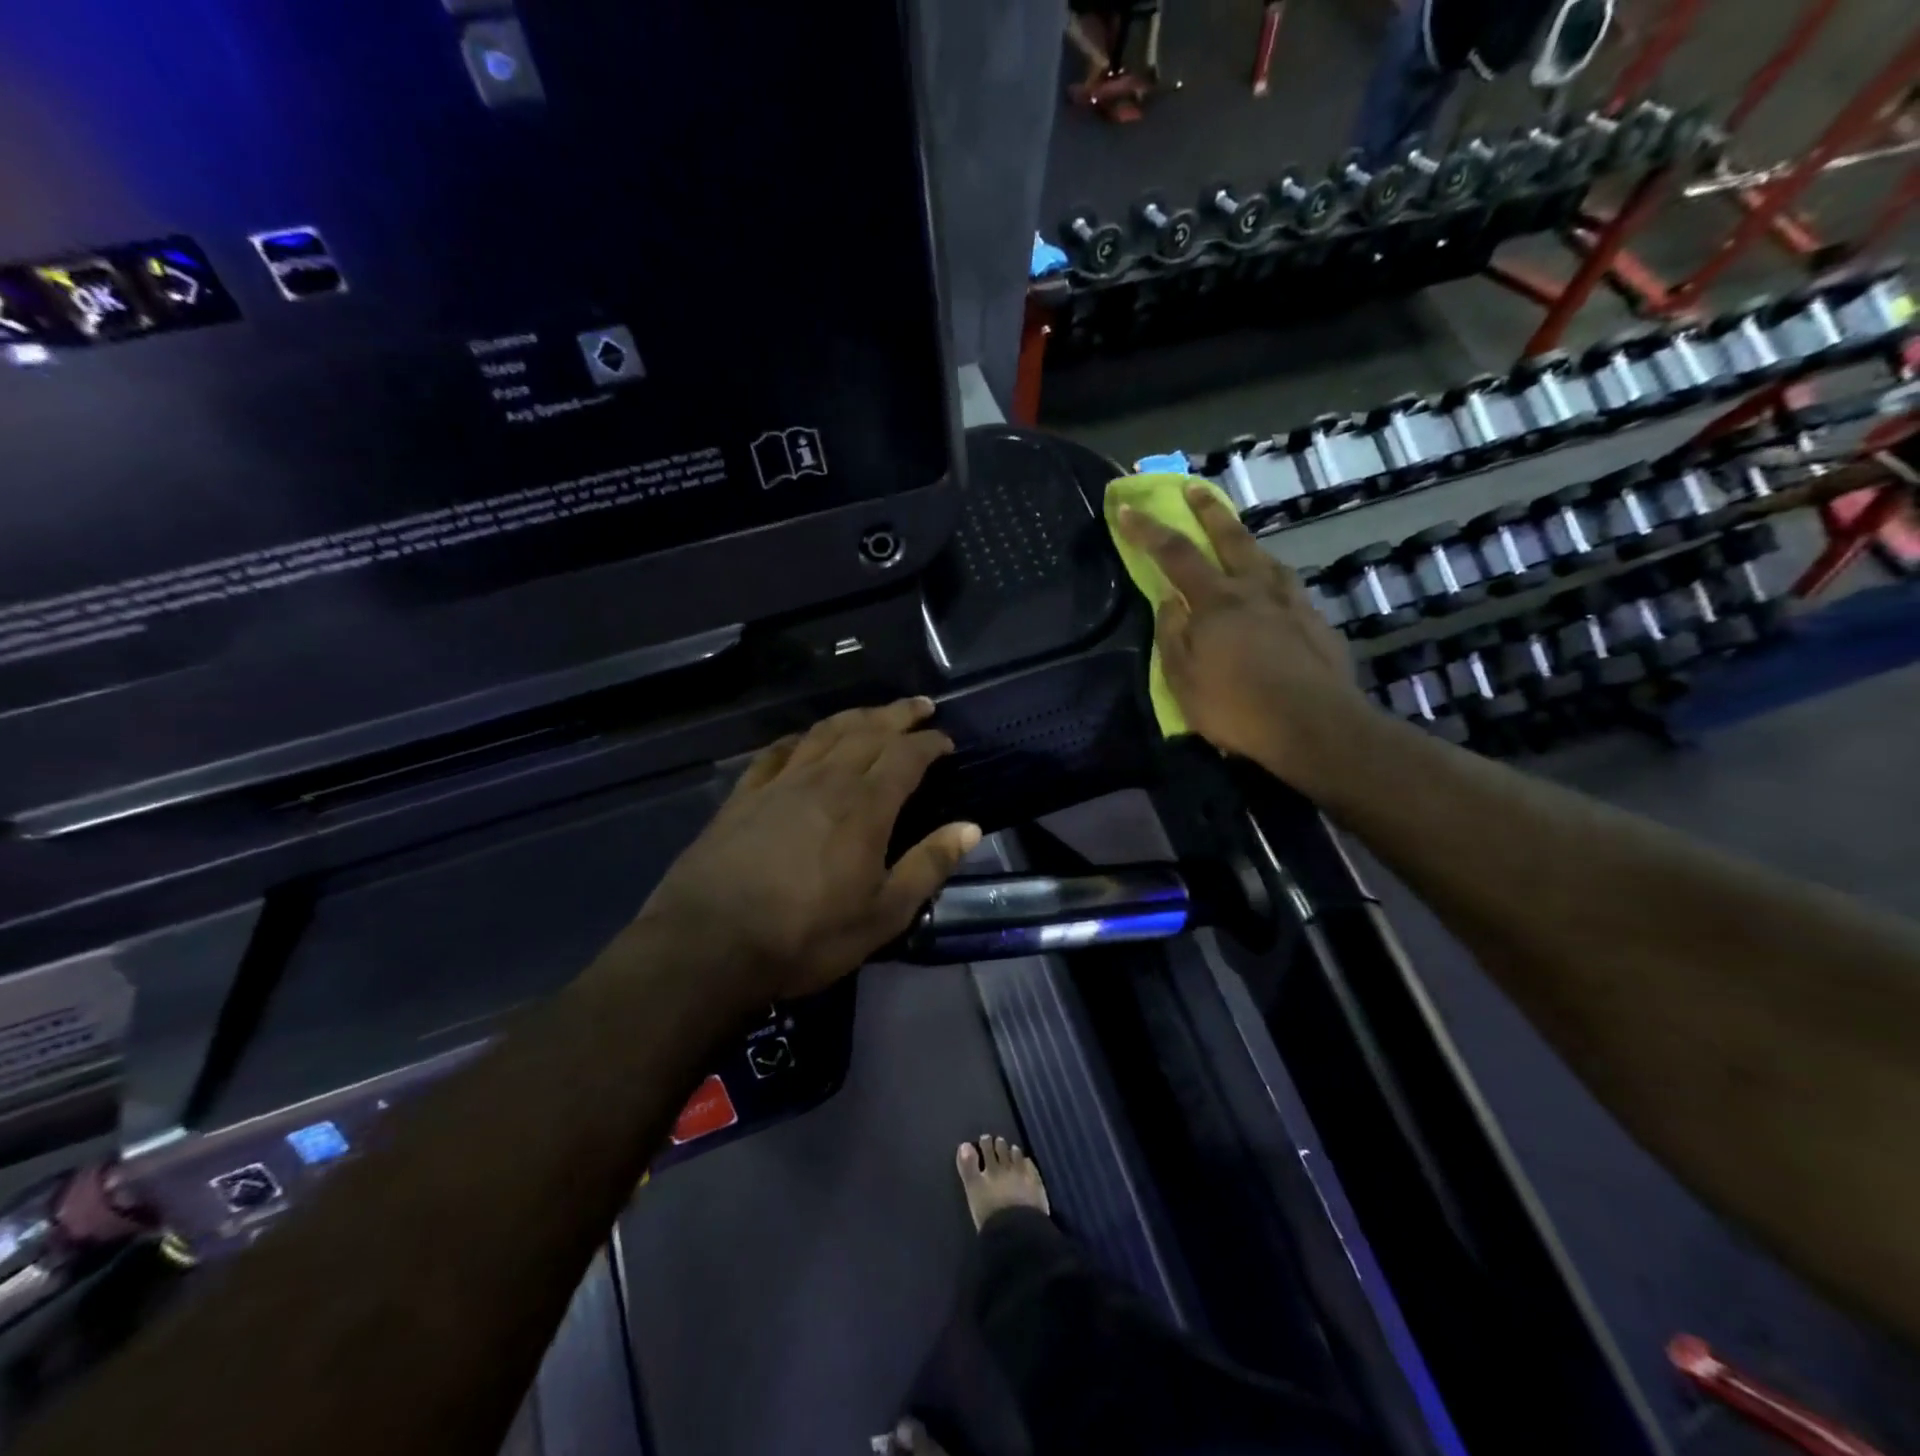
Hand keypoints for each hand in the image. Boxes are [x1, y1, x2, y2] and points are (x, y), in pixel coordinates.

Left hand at [635, 699, 981, 1000]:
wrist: (709, 944)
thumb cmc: (806, 936)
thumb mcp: (883, 915)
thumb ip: (928, 866)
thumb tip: (970, 828)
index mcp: (865, 806)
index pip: (905, 757)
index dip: (929, 743)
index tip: (945, 741)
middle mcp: (826, 781)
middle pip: (867, 732)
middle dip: (898, 715)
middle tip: (920, 705)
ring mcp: (780, 783)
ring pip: (824, 733)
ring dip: (854, 716)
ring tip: (873, 712)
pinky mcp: (744, 796)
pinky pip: (777, 752)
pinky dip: (798, 738)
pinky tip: (804, 739)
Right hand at [1119, 484, 1371, 790]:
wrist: (1314, 725)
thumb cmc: (1237, 707)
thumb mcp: (1183, 680)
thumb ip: (1172, 636)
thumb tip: (1168, 601)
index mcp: (1216, 601)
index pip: (1174, 554)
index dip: (1147, 530)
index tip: (1126, 508)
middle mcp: (1254, 589)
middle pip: (1230, 537)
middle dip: (1208, 511)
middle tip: (1195, 488)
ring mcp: (1290, 602)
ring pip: (1265, 557)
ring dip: (1245, 539)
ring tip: (1237, 534)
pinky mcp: (1315, 621)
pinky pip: (1287, 585)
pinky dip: (1272, 574)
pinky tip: (1274, 584)